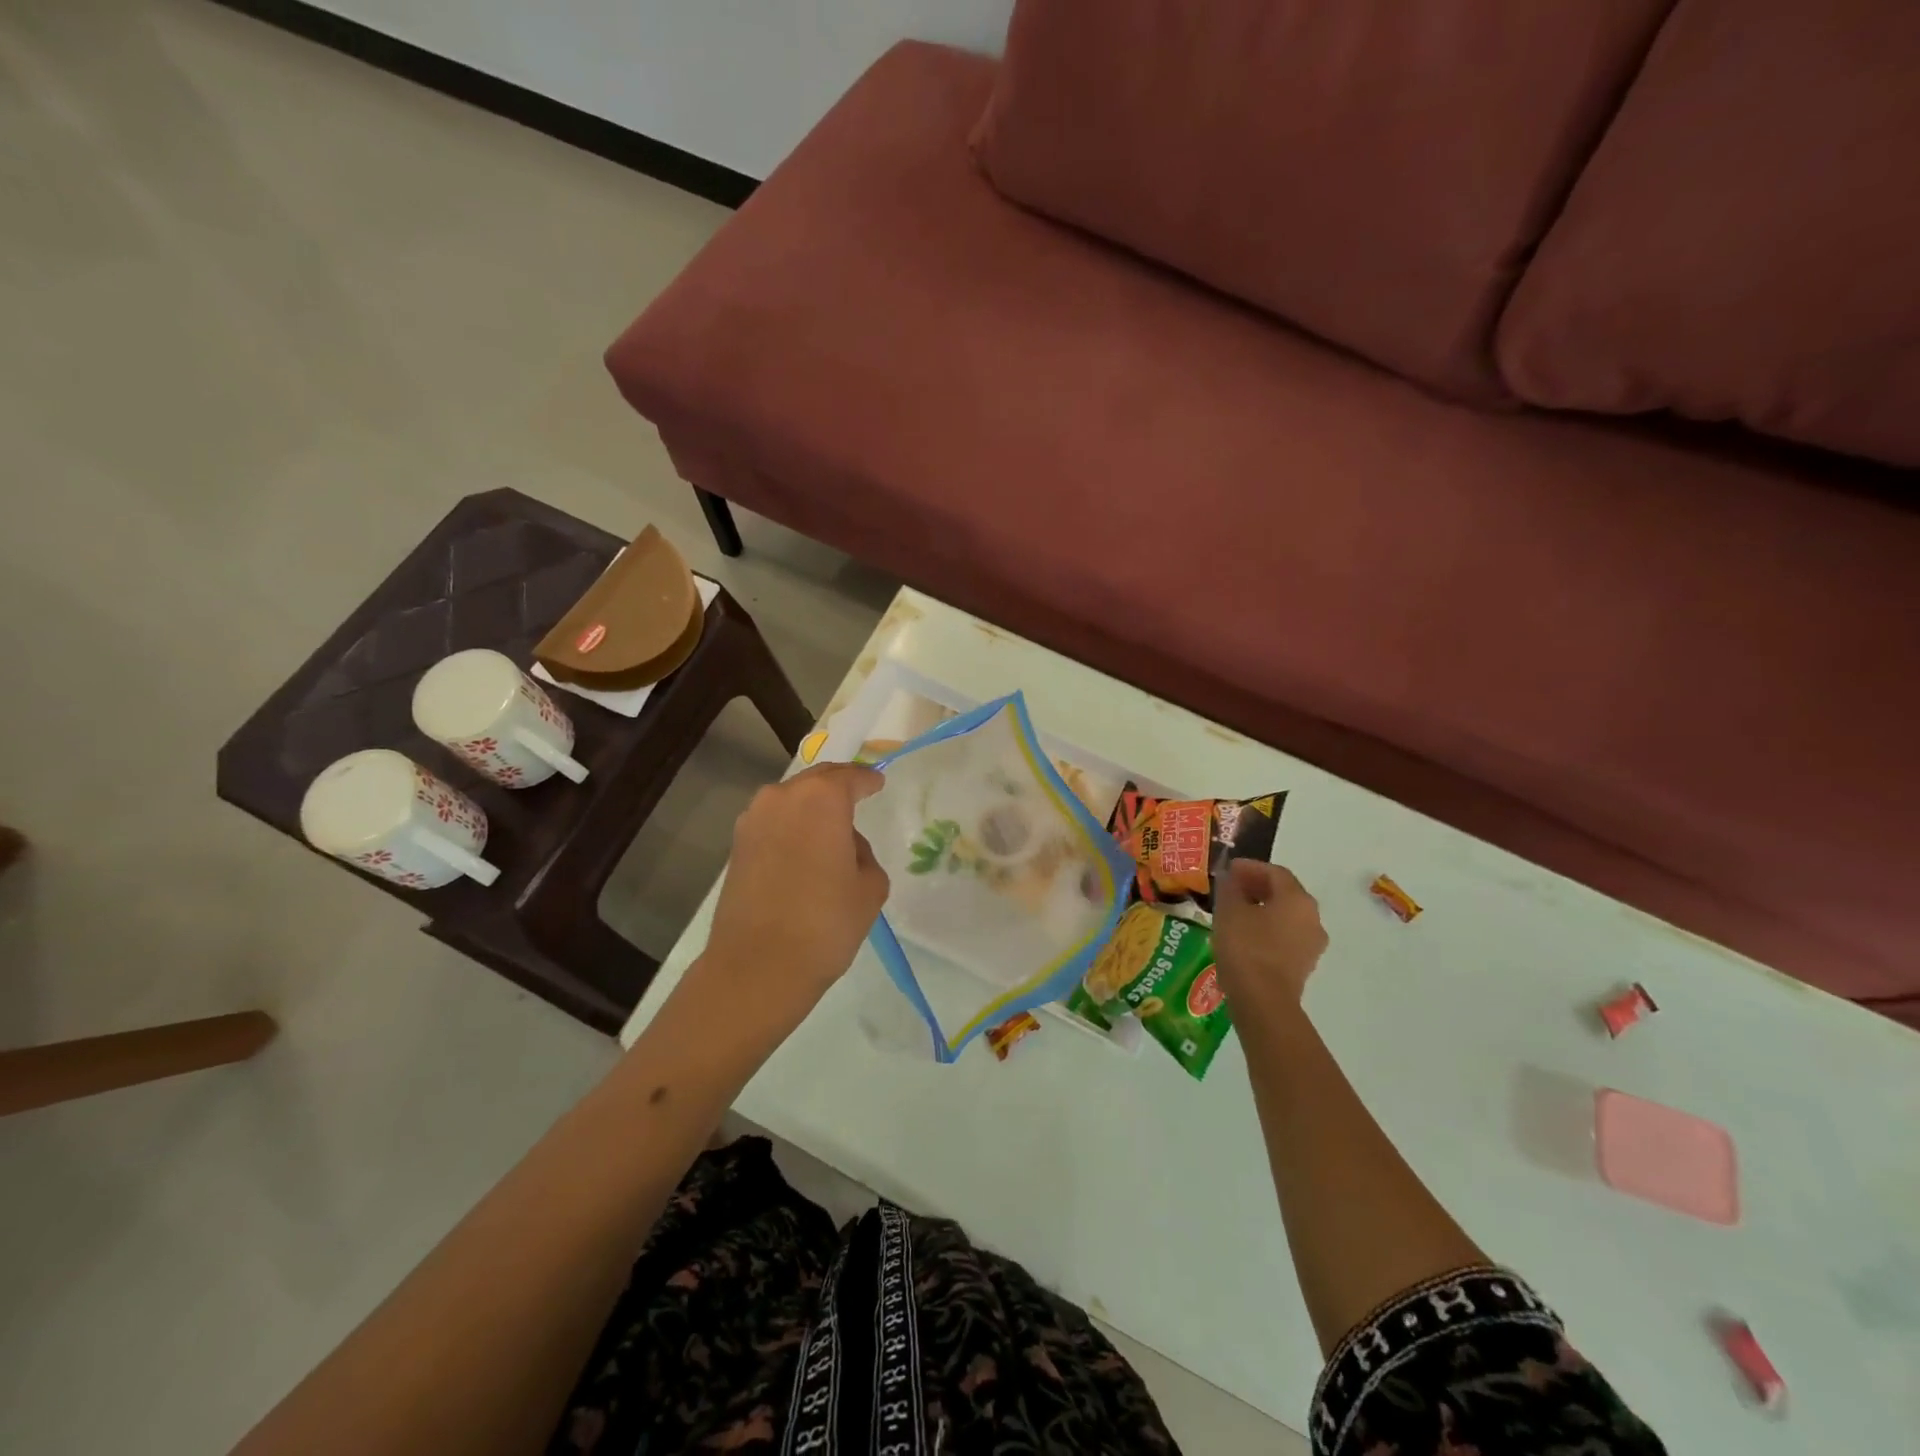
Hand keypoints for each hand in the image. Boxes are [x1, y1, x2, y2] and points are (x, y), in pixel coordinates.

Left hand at [693, 763, 889, 1028]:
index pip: (850, 777)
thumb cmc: (825, 923)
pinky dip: (791, 826)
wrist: (757, 967)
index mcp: (822, 799)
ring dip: (811, 807)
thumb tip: (843, 846)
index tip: (878, 783)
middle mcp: (782, 797)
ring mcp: (753, 820)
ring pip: (790, 800)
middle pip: (816, 780)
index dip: (868, 779)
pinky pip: (773, 822)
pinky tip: (804, 848)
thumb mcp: (869, 887)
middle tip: (857, 795)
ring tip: (829, 827)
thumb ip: (863, 854)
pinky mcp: (736, 846)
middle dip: (838, 785)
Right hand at [1212, 859, 1327, 1019]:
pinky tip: (1244, 935)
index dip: (1250, 867)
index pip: (1275, 872)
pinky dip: (1266, 929)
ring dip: (1262, 909)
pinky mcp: (1303, 965)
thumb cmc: (1246, 947)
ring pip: (1285, 916)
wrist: (1263, 1002)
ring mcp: (1312, 944)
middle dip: (1257, 887)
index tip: (1228, 869)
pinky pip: (1285, 937)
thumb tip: (1230, 876)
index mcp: (1298, 899)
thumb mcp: (1229, 910)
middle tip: (1231, 888)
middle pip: (1284, 893)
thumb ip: (1229, 887)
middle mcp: (1312, 918)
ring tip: (1235, 912)